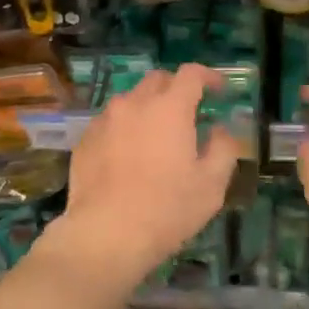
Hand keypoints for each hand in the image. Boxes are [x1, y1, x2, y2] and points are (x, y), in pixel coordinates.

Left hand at [54, 64, 240, 284]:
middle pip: (157, 80)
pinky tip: (128, 155)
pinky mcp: (84, 140)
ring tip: (155, 136)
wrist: (106, 234)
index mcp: (170, 108)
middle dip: (176, 88)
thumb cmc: (168, 209)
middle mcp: (134, 104)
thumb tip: (220, 129)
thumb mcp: (212, 184)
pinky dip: (124, 129)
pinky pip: (109, 123)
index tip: (219, 90)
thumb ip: (223, 148)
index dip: (208, 76)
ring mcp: (104, 120)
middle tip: (188, 112)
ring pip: (130, 100)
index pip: (191, 73)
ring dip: (147, 108)